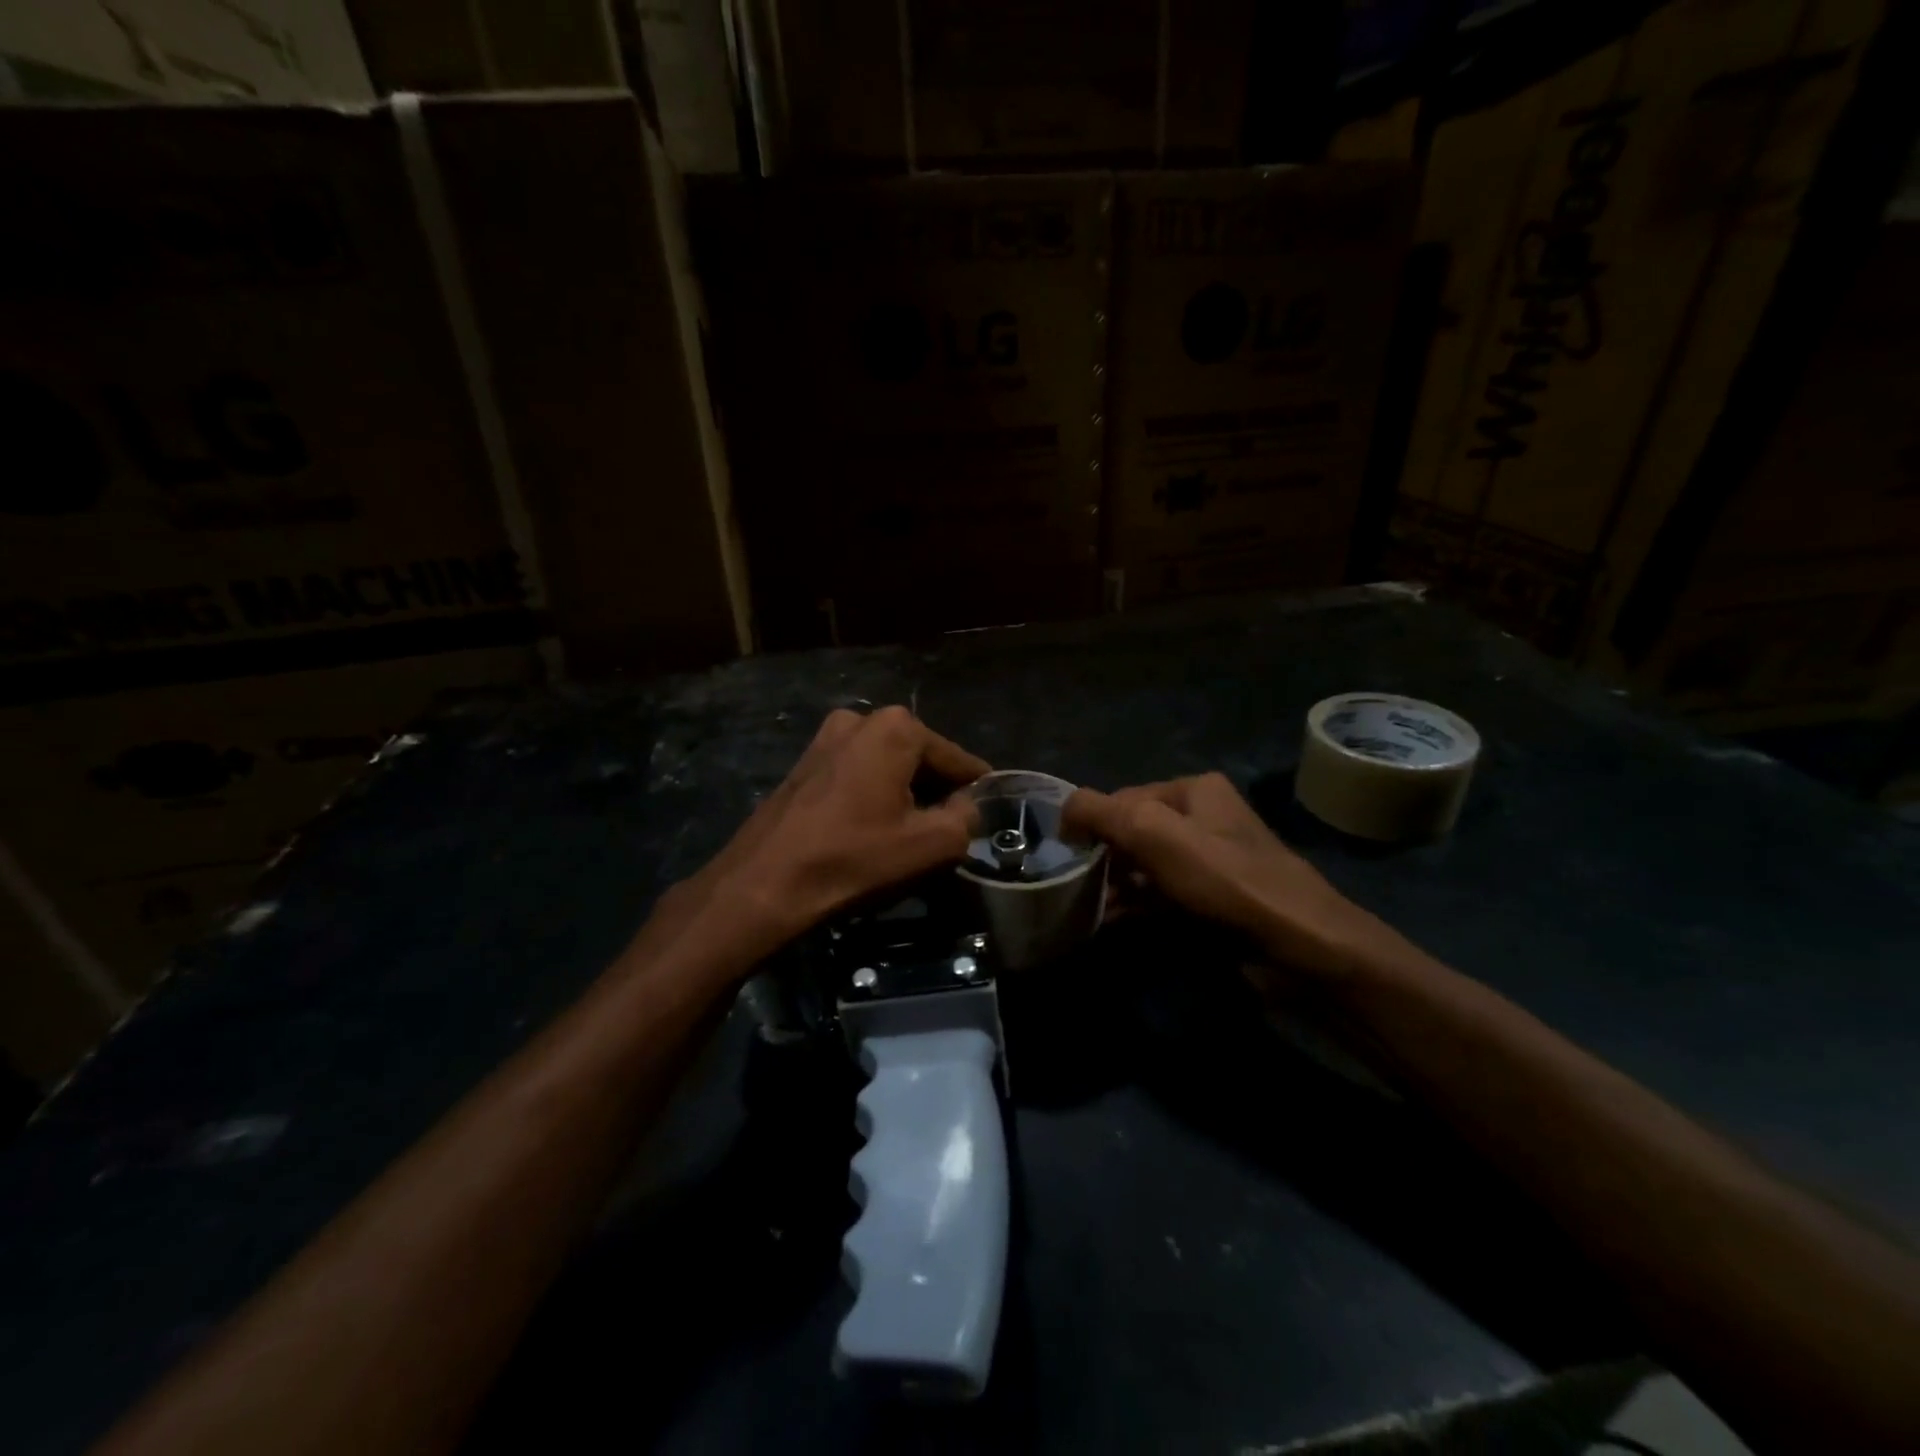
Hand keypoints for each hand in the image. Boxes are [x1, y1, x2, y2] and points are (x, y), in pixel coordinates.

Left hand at [669, 706, 989, 959]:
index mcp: (896, 727)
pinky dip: (874, 795)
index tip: (989, 812)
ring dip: (904, 794)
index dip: (976, 789)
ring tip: (913, 834)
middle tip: (950, 830)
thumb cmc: (853, 859)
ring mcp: (826, 738)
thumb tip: (967, 806)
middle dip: (937, 790)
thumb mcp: (929, 845)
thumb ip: (965, 818)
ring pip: (887, 766)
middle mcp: (860, 719)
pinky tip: (874, 830)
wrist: (764, 884)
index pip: (956, 758)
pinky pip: (857, 774)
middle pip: (919, 758)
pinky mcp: (805, 763)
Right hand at [1065, 773, 1404, 981]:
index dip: (1093, 825)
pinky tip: (1111, 924)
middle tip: (1079, 888)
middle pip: (1134, 832)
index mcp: (1194, 790)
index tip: (1072, 859)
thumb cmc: (1225, 880)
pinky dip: (1136, 907)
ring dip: (1116, 886)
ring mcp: (1212, 862)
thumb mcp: (1154, 833)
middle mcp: (1204, 819)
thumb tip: (1064, 811)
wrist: (1301, 946)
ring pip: (1146, 867)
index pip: (1123, 797)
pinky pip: (1163, 896)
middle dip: (1104, 858)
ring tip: (1089, 909)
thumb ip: (1100, 812)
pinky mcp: (1215, 901)